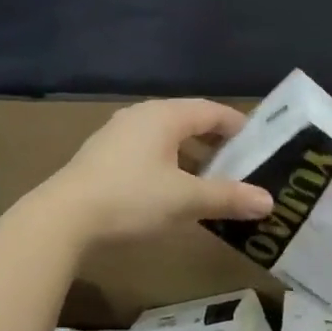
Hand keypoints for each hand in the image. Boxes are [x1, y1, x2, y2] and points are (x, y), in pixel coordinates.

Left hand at [33, 98, 272, 249]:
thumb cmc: (131, 200)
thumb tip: (269, 201)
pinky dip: (167, 162)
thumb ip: (227, 197)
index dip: (238, 125)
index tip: (259, 143)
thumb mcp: (185, 200)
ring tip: (208, 179)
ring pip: (166, 136)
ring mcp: (118, 133)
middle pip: (189, 119)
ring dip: (190, 154)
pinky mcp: (102, 154)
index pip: (212, 110)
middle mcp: (142, 115)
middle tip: (239, 162)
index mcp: (165, 115)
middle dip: (215, 140)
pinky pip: (146, 149)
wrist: (62, 220)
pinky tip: (170, 188)